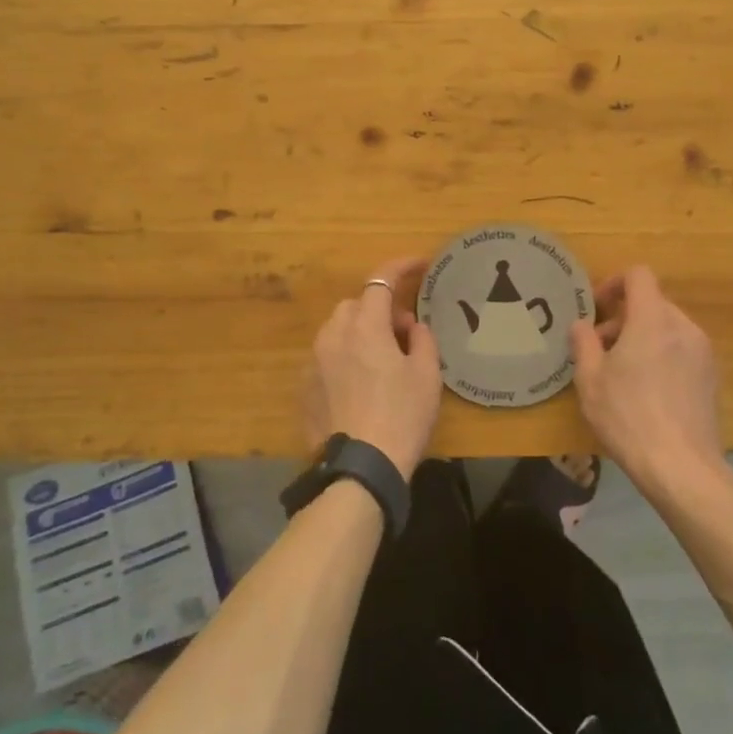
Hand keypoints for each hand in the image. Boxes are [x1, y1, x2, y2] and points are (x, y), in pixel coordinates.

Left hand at [299, 257, 441, 479]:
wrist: (360, 469)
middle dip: (380, 308)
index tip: (419, 265)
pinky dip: (344, 356)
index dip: (401, 266)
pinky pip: (326, 357)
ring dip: (360, 332)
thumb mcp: (427, 375)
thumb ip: (422, 340)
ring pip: (338, 329)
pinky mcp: (305, 387)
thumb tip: (412, 326)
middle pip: (356, 304)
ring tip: (382, 359)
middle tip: (404, 332)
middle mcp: (333, 335)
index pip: (380, 280)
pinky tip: (361, 384)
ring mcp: (314, 361)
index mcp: (365, 326)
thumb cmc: (402, 417)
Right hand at [570, 265, 725, 496]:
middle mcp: (683, 327)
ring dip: (643, 337)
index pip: (639, 275)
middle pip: (653, 303)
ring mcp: (703, 353)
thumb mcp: (590, 380)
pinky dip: (663, 356)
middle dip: (624, 317)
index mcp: (653, 320)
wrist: (682, 467)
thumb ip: (583, 343)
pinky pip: (682, 350)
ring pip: (668, 328)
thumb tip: (581, 324)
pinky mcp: (712, 377)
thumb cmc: (628, 417)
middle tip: (601, 348)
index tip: (597, 308)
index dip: (615, 283)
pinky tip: (648, 392)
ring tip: (623, 372)